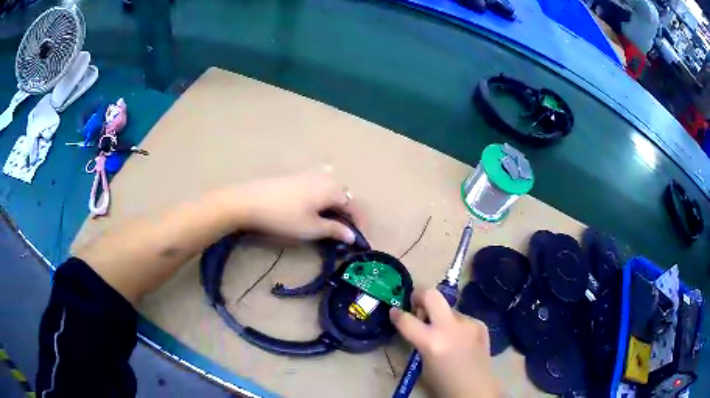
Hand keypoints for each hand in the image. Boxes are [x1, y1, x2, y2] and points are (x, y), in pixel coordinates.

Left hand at [228, 172, 362, 242]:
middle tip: (347, 235)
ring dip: (337, 209)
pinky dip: (325, 202)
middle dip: (349, 216)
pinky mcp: (298, 177)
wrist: (250, 201)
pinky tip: (317, 212)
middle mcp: (326, 177)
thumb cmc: (284, 216)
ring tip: (333, 226)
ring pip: (332, 193)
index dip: (360, 225)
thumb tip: (353, 236)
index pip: (354, 207)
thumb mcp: (312, 228)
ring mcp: (311, 175)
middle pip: (345, 198)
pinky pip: (321, 189)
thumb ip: (335, 230)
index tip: (362, 241)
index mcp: (333, 189)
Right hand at [390, 289, 500, 397]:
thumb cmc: (443, 381)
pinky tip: (460, 339)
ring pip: (448, 309)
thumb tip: (417, 323)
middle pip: (432, 295)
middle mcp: (450, 327)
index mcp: (431, 342)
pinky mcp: (480, 324)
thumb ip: (419, 340)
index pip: (407, 320)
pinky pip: (462, 318)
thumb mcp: (423, 362)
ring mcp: (468, 323)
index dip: (397, 314)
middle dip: (420, 295)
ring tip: (444, 332)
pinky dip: (456, 325)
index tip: (394, 311)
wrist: (475, 388)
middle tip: (416, 303)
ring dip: (441, 316)